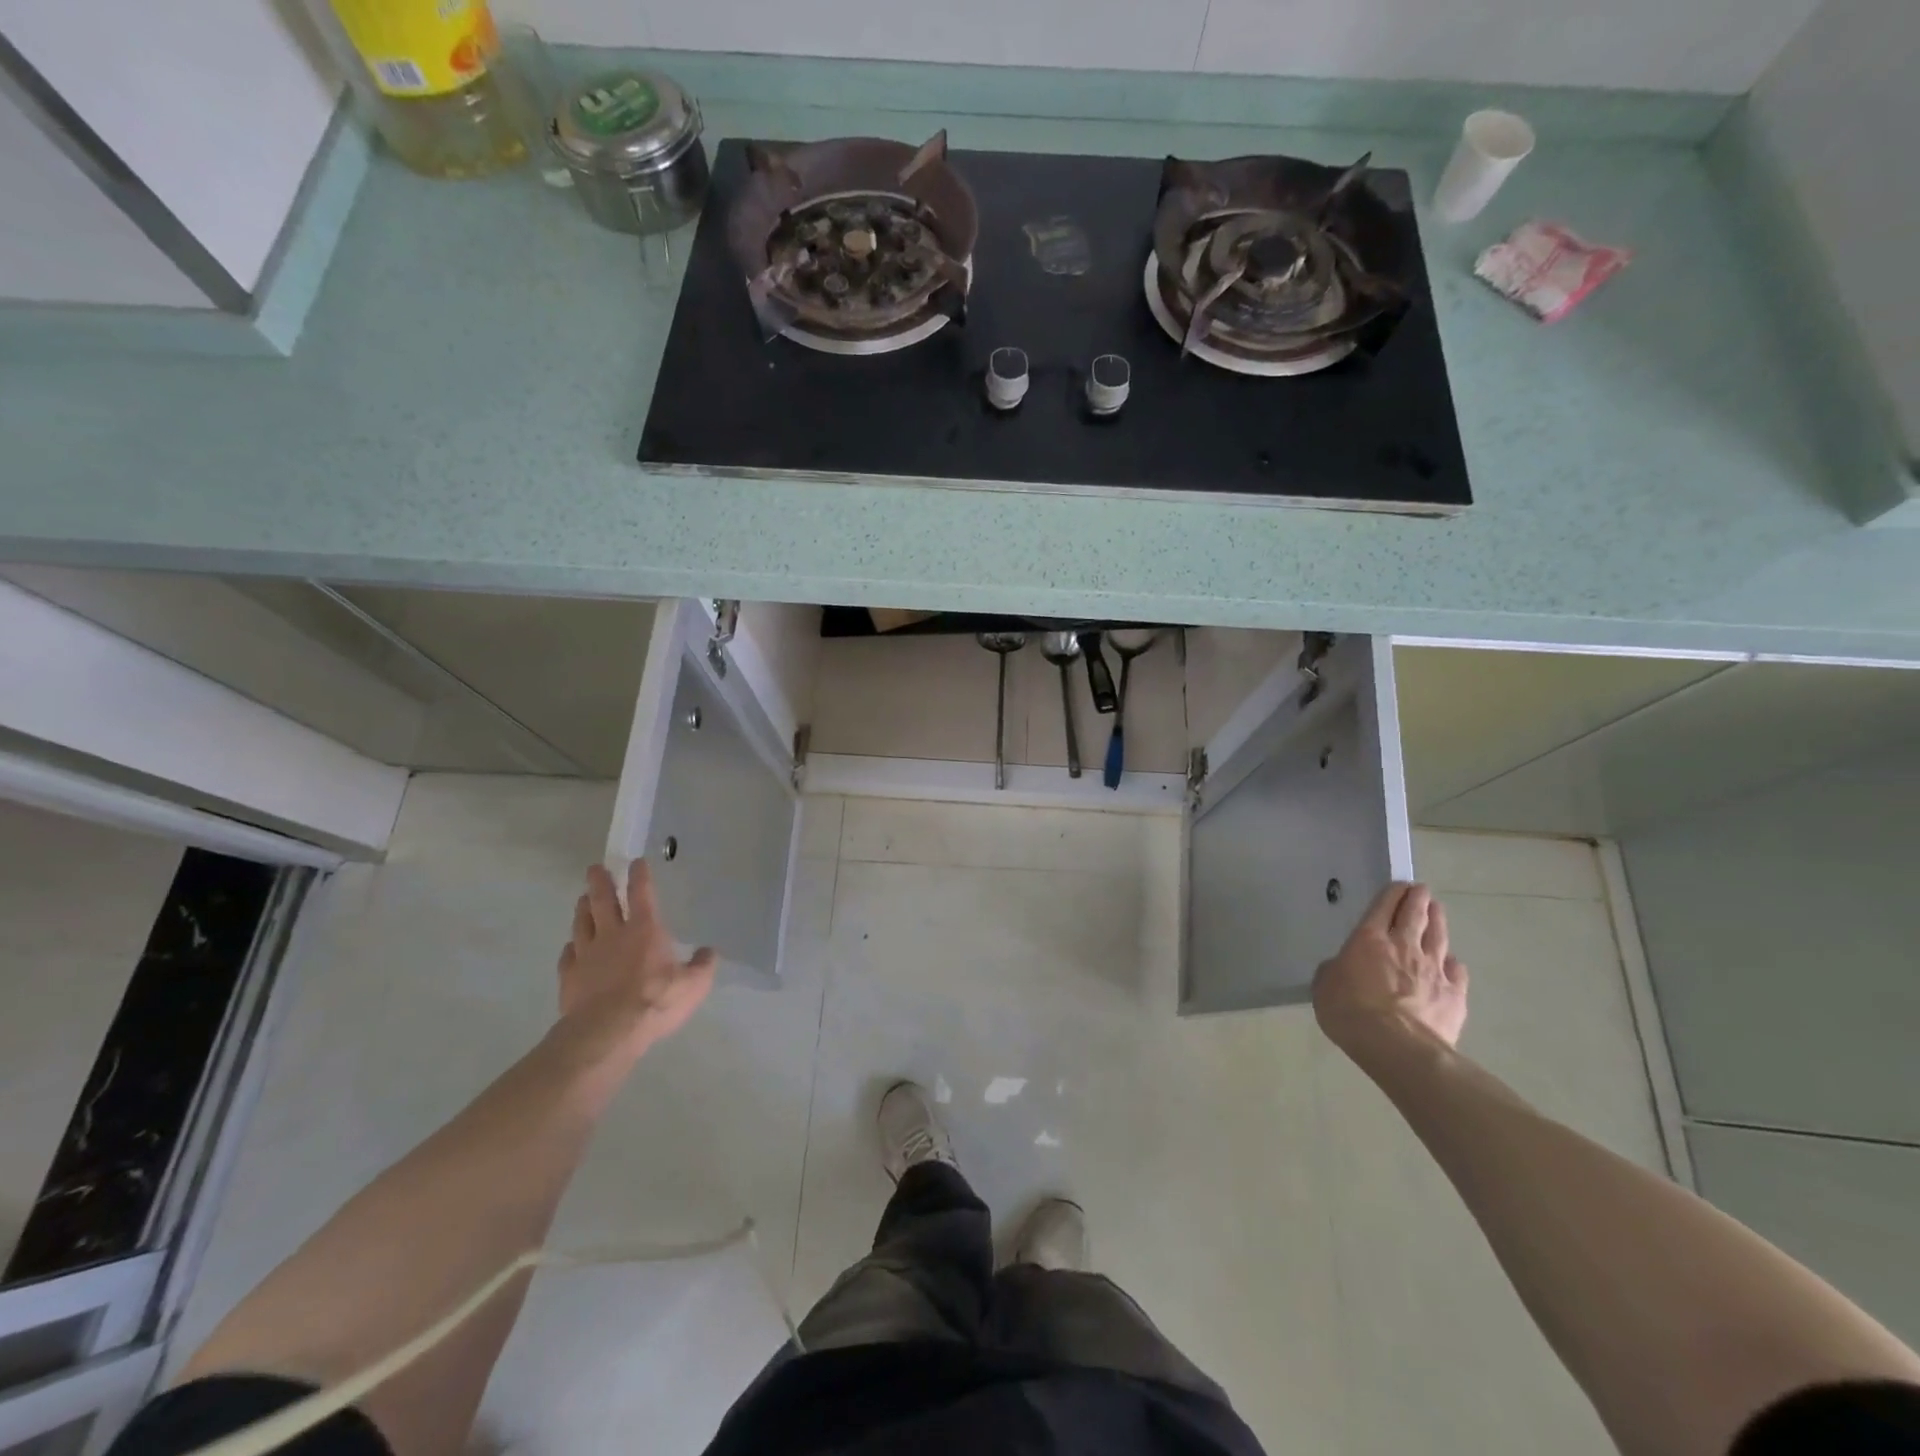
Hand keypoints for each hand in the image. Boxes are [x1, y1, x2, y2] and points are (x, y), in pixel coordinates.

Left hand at [557, 860, 715, 1059]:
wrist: (607, 1031)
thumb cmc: (655, 1001)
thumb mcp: (693, 985)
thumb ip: (702, 966)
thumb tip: (709, 952)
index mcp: (645, 930)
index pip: (641, 894)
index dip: (639, 876)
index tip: (636, 862)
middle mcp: (613, 934)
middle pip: (604, 901)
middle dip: (600, 882)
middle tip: (595, 868)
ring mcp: (587, 955)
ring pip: (582, 923)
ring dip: (583, 908)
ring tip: (583, 898)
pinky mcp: (570, 977)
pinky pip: (568, 955)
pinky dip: (571, 947)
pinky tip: (571, 946)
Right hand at [1313, 882, 1467, 1053]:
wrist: (1397, 1047)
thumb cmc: (1350, 1011)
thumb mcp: (1324, 985)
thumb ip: (1335, 969)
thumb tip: (1343, 967)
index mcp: (1369, 939)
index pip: (1383, 906)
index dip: (1392, 893)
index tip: (1400, 885)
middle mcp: (1404, 946)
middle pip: (1415, 914)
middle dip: (1418, 899)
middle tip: (1422, 890)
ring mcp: (1433, 969)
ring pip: (1438, 936)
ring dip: (1438, 920)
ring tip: (1437, 910)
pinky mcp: (1454, 994)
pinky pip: (1457, 970)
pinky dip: (1453, 962)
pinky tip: (1452, 962)